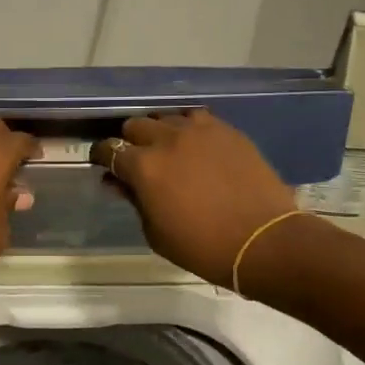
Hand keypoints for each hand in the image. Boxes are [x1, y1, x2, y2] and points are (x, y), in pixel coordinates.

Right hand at [92, 110, 297, 286]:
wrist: (262, 242)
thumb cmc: (201, 247)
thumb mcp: (156, 233)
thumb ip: (134, 201)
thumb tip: (118, 183)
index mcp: (144, 166)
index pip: (109, 149)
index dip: (102, 156)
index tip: (103, 165)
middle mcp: (168, 139)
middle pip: (136, 125)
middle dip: (130, 141)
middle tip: (136, 160)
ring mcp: (200, 131)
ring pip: (167, 117)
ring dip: (160, 131)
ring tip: (167, 149)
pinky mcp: (227, 131)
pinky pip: (198, 118)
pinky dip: (188, 128)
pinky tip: (194, 145)